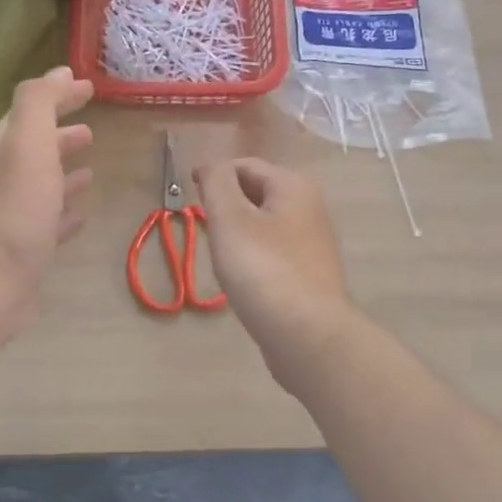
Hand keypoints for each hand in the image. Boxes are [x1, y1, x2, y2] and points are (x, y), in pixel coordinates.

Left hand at [0, 67, 94, 337]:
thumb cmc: (14, 208)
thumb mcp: (28, 142)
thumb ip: (40, 103)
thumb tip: (59, 72)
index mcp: (6, 147)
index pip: (33, 110)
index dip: (59, 96)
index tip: (89, 86)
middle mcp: (7, 176)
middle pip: (36, 146)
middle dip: (61, 133)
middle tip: (91, 127)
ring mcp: (17, 213)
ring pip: (45, 183)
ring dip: (65, 171)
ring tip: (91, 165)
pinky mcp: (28, 246)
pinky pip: (52, 220)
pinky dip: (67, 212)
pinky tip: (82, 215)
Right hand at [193, 159, 354, 366]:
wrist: (309, 336)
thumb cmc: (264, 271)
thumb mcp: (230, 219)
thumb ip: (217, 183)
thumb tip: (214, 168)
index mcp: (294, 185)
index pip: (244, 165)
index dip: (213, 176)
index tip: (189, 198)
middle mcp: (310, 207)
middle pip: (256, 193)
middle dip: (226, 206)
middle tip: (205, 230)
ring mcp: (312, 243)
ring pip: (263, 225)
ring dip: (238, 234)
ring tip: (221, 257)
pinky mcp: (309, 274)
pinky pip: (272, 253)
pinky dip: (253, 258)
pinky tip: (243, 281)